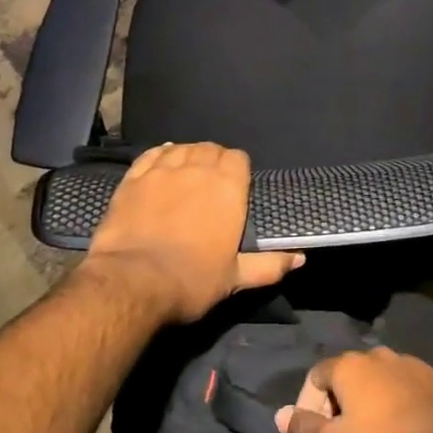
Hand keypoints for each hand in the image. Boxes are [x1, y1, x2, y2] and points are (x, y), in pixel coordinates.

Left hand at [81, 142, 302, 324]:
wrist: (132, 283)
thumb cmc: (192, 280)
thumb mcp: (235, 278)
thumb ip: (270, 265)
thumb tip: (300, 259)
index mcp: (227, 188)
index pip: (238, 158)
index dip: (238, 168)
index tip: (236, 185)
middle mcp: (197, 170)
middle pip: (210, 149)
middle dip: (214, 159)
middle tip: (211, 182)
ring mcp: (162, 171)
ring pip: (181, 148)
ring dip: (188, 155)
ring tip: (187, 171)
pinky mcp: (133, 179)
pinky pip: (151, 155)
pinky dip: (160, 154)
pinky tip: (162, 160)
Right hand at [274, 348, 432, 432]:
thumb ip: (304, 427)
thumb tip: (279, 415)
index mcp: (347, 364)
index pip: (315, 376)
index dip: (309, 404)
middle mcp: (373, 353)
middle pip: (345, 374)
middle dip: (338, 401)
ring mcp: (403, 360)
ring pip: (374, 377)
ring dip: (367, 398)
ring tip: (371, 429)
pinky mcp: (427, 374)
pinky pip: (399, 383)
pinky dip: (393, 398)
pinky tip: (399, 422)